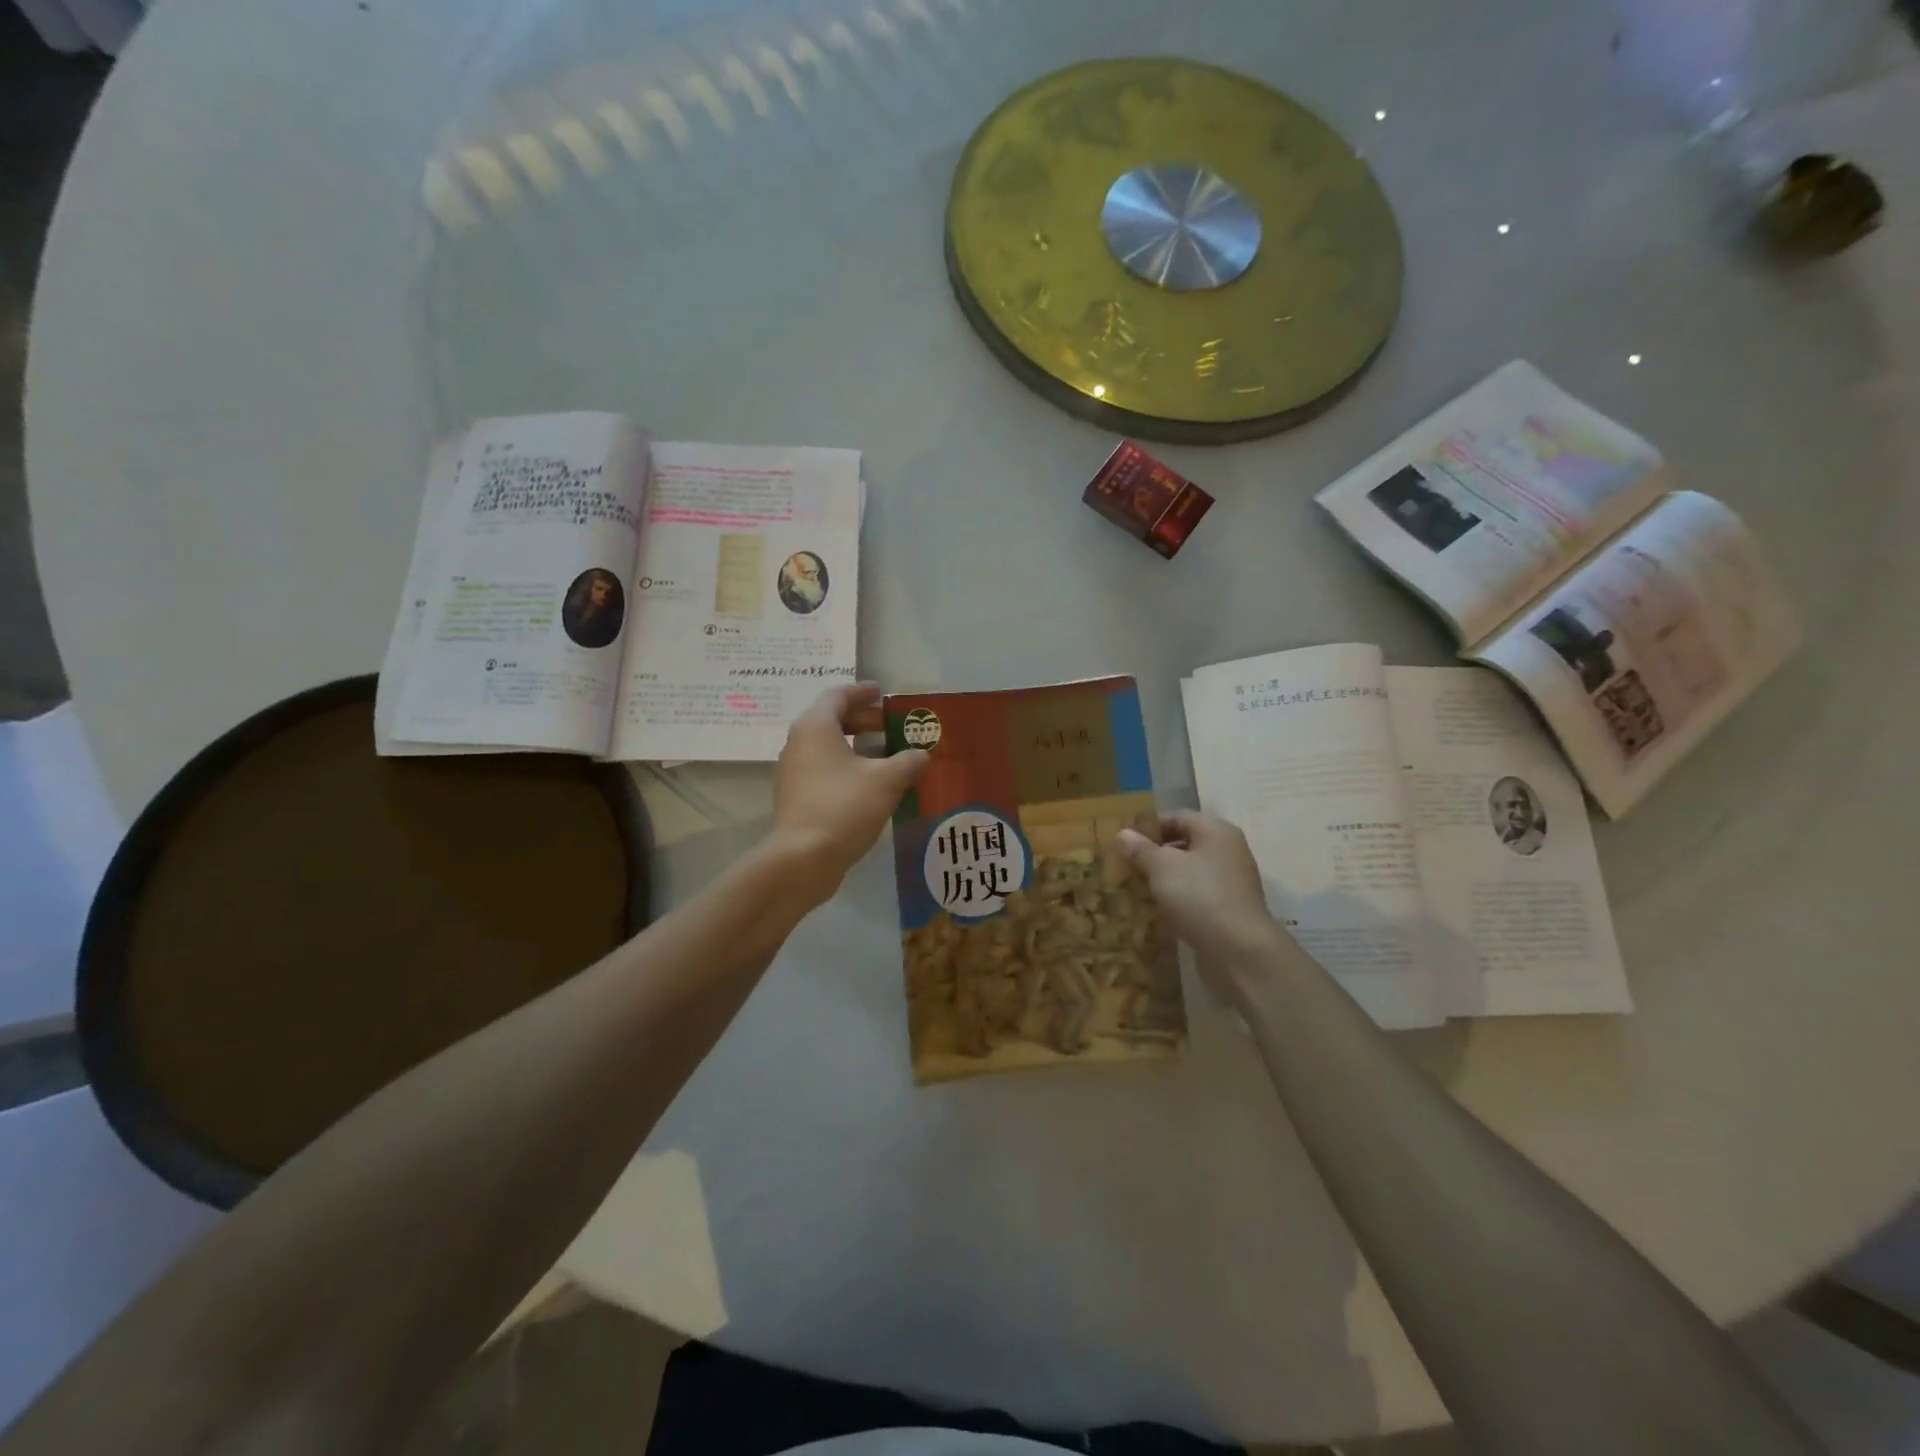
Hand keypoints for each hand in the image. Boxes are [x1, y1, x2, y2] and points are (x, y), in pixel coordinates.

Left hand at [766, 683, 928, 903]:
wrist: (803, 859)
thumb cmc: (844, 807)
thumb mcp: (886, 781)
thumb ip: (908, 762)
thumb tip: (921, 755)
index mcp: (816, 728)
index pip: (838, 696)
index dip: (862, 692)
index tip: (882, 693)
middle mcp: (799, 744)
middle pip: (830, 720)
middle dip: (861, 720)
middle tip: (888, 724)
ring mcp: (794, 773)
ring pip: (827, 748)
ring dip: (855, 746)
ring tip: (885, 755)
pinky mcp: (796, 798)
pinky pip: (824, 771)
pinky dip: (846, 768)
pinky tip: (870, 785)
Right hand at [1117, 811, 1295, 996]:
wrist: (1239, 950)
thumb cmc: (1199, 896)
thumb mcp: (1162, 867)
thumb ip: (1141, 848)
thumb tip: (1123, 833)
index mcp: (1216, 831)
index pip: (1177, 817)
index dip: (1149, 826)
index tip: (1124, 841)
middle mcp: (1229, 850)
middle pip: (1186, 843)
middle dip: (1156, 853)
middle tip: (1127, 865)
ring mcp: (1232, 882)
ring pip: (1191, 871)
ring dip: (1166, 878)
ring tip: (1138, 888)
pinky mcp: (1230, 909)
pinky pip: (1198, 894)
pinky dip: (1179, 898)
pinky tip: (1159, 909)